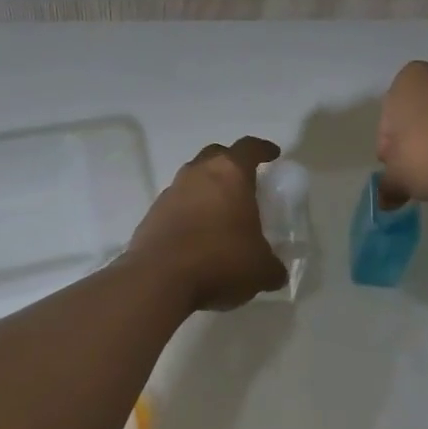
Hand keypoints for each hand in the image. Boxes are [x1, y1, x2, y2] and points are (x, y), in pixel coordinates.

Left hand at [128, 137, 289, 311]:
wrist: (158, 279)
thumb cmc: (220, 260)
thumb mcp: (261, 270)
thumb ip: (272, 266)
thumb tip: (276, 272)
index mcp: (230, 174)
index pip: (249, 148)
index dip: (263, 149)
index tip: (272, 154)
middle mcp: (197, 174)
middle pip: (216, 156)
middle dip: (231, 164)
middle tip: (244, 182)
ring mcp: (170, 193)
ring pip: (192, 180)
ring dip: (206, 190)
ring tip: (220, 214)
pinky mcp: (152, 215)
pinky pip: (176, 205)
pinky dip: (188, 214)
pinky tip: (197, 237)